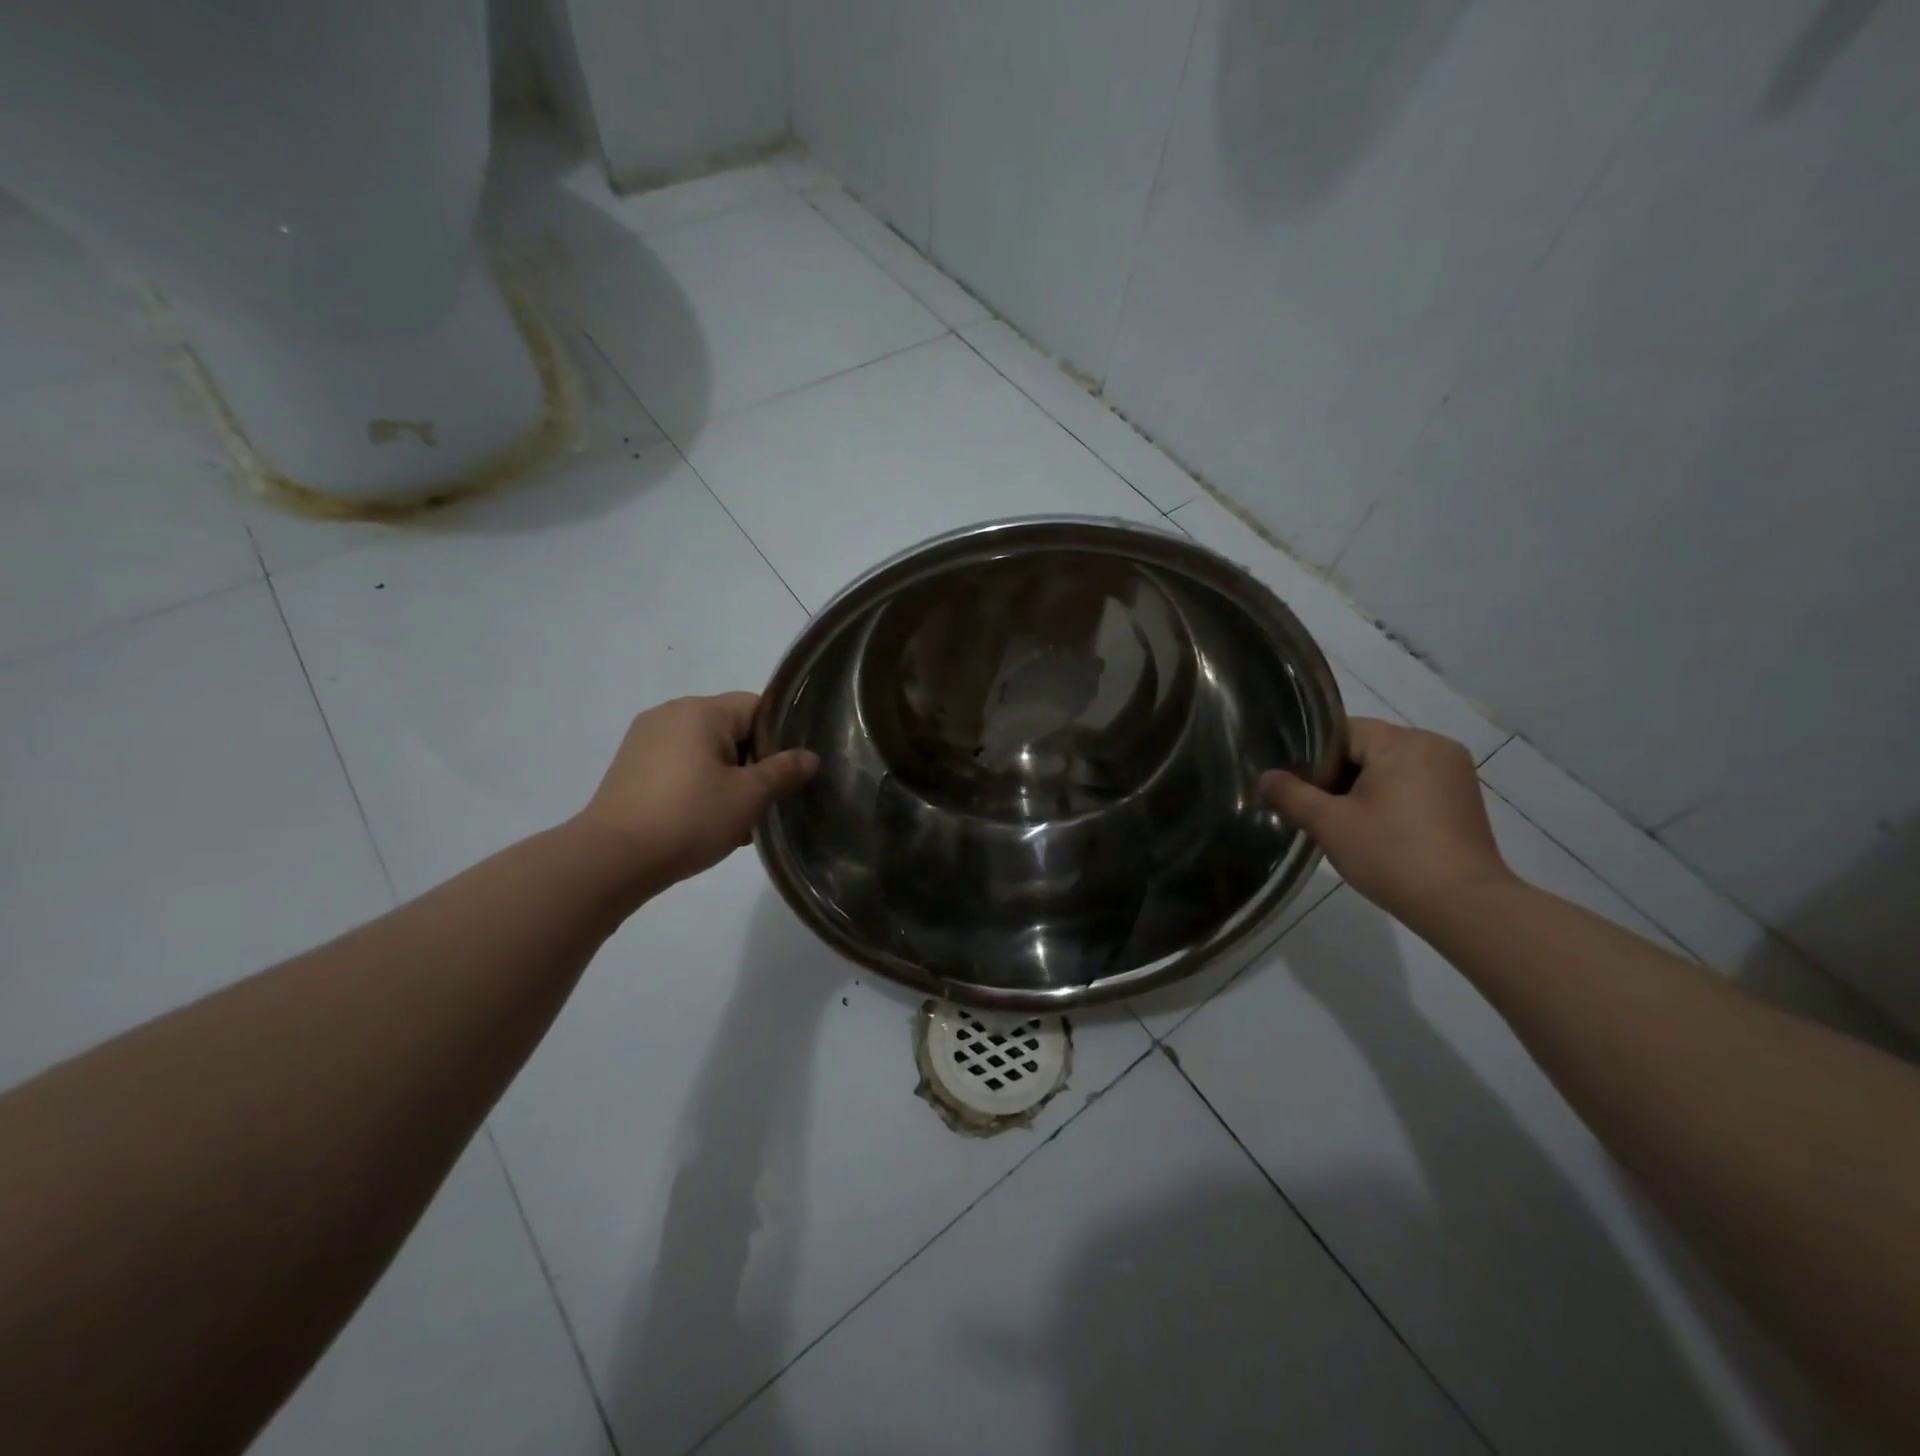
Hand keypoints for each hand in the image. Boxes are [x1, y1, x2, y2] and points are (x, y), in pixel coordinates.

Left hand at [573, 693, 817, 891]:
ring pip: (705, 751)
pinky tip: (702, 822)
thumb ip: (783, 771)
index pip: (757, 708)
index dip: (779, 739)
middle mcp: (670, 714)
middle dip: (752, 764)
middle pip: (730, 729)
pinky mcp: (630, 767)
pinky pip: (679, 766)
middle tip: (763, 804)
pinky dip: (697, 786)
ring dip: (726, 779)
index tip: (786, 775)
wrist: (611, 859)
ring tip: (734, 821)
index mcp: (700, 710)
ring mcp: (644, 740)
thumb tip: (809, 757)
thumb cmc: (689, 818)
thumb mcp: (748, 797)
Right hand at [1260, 718, 1512, 923]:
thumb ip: (1292, 794)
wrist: (1463, 906)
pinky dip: (1391, 800)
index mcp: (1403, 742)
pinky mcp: (1463, 797)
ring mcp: (1454, 771)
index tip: (1303, 793)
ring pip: (1389, 767)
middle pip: (1366, 748)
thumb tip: (1267, 776)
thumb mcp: (1329, 824)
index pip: (1342, 732)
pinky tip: (1381, 832)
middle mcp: (1434, 745)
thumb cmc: (1392, 855)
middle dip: (1339, 777)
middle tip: (1321, 814)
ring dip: (1364, 790)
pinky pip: (1413, 784)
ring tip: (1348, 825)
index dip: (1315, 760)